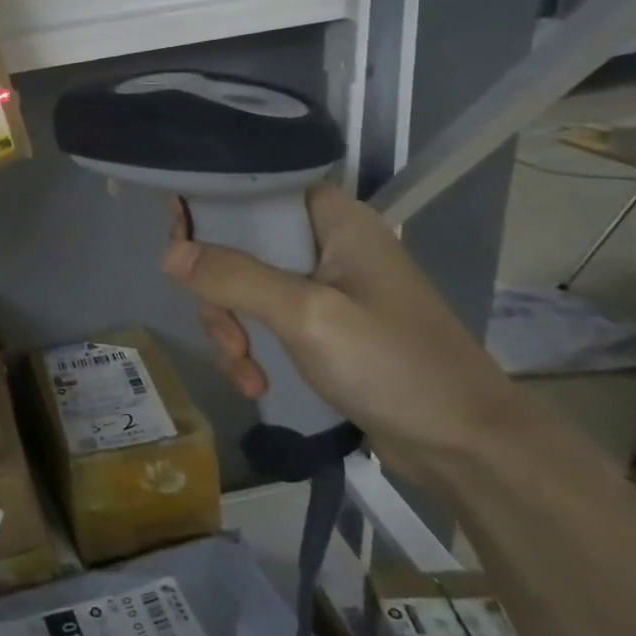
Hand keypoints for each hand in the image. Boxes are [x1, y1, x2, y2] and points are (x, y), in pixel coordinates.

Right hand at [161, 183, 528, 482]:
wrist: (465, 446)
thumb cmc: (394, 365)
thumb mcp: (307, 316)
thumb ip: (236, 277)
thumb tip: (170, 253)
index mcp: (333, 219)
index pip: (253, 189)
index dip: (209, 207)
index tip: (179, 246)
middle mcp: (324, 242)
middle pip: (238, 242)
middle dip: (218, 291)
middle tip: (224, 331)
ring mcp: (322, 286)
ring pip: (243, 286)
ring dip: (231, 328)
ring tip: (244, 369)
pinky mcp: (320, 324)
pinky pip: (262, 318)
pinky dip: (250, 347)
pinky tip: (255, 382)